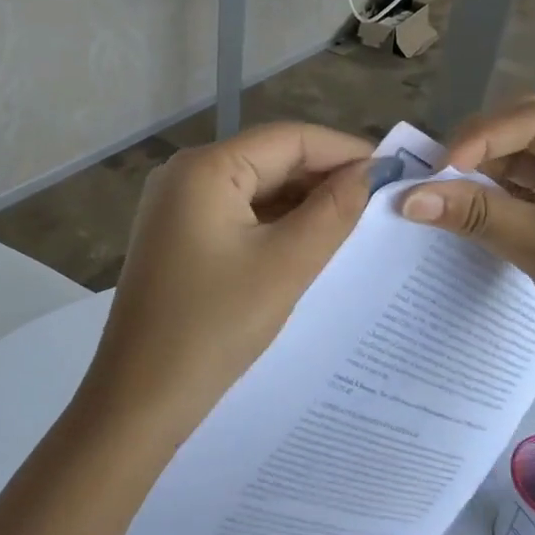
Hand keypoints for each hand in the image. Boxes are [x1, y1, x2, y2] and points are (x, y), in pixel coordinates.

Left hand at [84, 123, 372, 438]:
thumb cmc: (214, 327)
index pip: (289, 138)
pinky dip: (275, 224)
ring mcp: (177, 206)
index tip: (394, 172)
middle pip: (270, 159)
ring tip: (356, 223)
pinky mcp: (178, 236)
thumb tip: (371, 171)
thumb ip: (333, 211)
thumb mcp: (285, 265)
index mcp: (205, 168)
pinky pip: (237, 214)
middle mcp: (185, 174)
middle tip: (381, 202)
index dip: (344, 150)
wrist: (140, 397)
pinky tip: (311, 242)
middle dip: (324, 177)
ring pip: (255, 188)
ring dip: (303, 203)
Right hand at [399, 97, 534, 405]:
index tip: (438, 169)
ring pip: (519, 163)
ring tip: (438, 196)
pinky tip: (462, 214)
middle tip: (432, 179)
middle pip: (526, 133)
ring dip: (479, 176)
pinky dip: (490, 201)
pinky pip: (521, 194)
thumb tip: (408, 198)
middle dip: (477, 150)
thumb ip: (481, 217)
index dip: (483, 136)